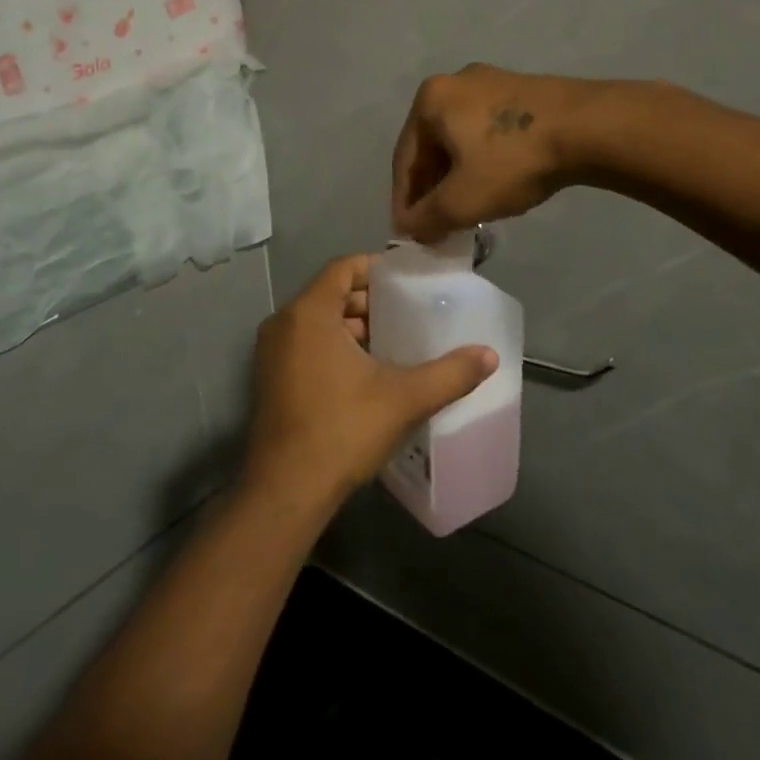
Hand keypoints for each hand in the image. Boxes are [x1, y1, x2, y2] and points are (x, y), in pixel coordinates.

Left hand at [245, 254, 498, 509]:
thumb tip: (489, 356)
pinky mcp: (270, 378)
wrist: (286, 491)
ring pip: (318, 321)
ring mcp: (271, 352)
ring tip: (394, 341)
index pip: (343, 268)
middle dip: (369, 300)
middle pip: (331, 293)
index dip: (376, 268)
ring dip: (353, 326)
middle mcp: (283, 323)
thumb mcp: (404, 399)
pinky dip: (333, 345)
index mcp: (309, 313)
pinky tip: (367, 371)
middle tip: (408, 312)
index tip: (408, 280)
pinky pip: (305, 343)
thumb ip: (450, 374)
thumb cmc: (342, 430)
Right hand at [391, 63, 593, 240]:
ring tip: (466, 208)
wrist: (588, 127)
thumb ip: (427, 218)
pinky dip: (482, 159)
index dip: (404, 201)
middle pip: (432, 146)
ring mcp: (491, 82)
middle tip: (437, 223)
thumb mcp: (462, 200)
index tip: (409, 233)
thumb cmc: (512, 160)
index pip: (404, 160)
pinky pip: (488, 131)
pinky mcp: (522, 90)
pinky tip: (494, 183)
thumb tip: (409, 228)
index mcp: (429, 100)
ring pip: (461, 138)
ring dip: (457, 175)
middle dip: (432, 188)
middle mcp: (454, 82)